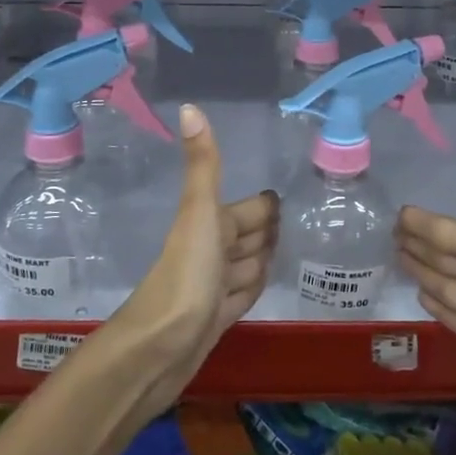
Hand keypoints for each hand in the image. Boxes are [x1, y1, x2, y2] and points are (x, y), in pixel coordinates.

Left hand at [107, 104, 276, 415]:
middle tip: (296, 223)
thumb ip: (203, 164)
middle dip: (267, 230)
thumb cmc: (185, 274)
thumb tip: (189, 105)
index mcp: (211, 225)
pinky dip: (253, 287)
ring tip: (286, 252)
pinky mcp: (217, 319)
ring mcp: (214, 287)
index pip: (249, 210)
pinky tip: (260, 285)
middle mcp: (212, 252)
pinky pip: (242, 295)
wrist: (159, 348)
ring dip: (260, 258)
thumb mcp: (199, 213)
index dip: (265, 206)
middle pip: (248, 236)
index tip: (283, 198)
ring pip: (246, 266)